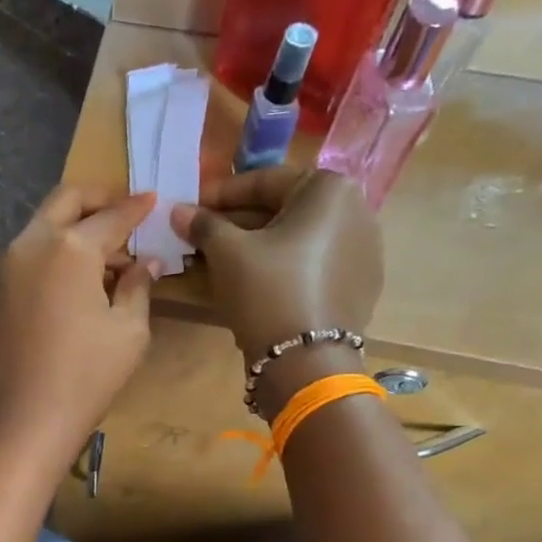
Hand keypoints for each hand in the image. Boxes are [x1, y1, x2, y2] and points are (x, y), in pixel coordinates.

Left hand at [0, 187, 158, 478]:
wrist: (20, 423)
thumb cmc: (85, 378)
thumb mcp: (128, 332)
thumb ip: (137, 286)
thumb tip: (145, 263)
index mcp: (69, 249)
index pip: (111, 215)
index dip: (136, 207)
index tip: (152, 200)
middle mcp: (29, 246)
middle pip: (64, 201)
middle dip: (97, 199)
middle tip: (122, 212)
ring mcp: (0, 270)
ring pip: (39, 230)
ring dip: (70, 231)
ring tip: (99, 259)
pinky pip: (22, 261)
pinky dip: (48, 259)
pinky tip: (65, 289)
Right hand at [170, 166, 383, 361]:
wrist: (306, 360)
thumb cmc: (267, 289)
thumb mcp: (227, 252)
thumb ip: (203, 224)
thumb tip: (178, 211)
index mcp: (330, 190)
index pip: (264, 181)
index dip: (220, 194)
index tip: (191, 208)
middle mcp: (356, 211)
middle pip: (283, 210)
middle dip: (238, 223)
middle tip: (201, 236)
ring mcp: (363, 251)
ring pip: (297, 239)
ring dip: (256, 246)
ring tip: (219, 261)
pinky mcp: (359, 285)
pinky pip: (312, 264)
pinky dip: (281, 267)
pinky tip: (252, 282)